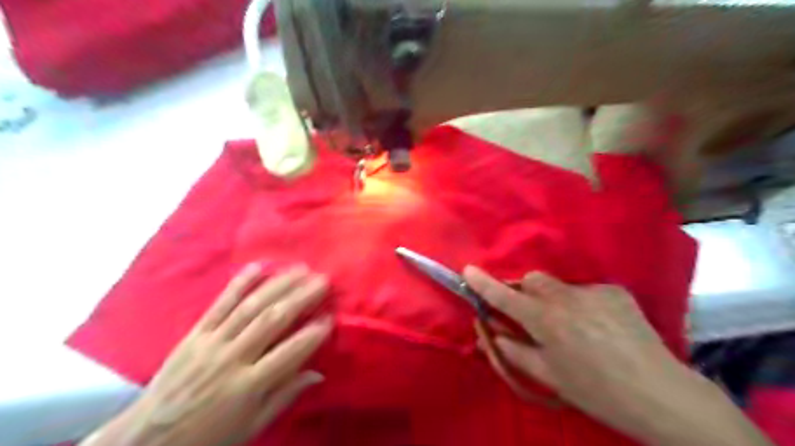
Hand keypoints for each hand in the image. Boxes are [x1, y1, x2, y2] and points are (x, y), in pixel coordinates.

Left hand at [86, 262, 333, 445]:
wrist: (147, 439)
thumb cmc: (208, 436)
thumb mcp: (252, 427)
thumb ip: (285, 396)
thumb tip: (319, 373)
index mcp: (248, 386)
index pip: (289, 353)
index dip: (313, 333)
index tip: (331, 317)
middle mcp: (231, 358)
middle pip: (272, 320)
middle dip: (301, 297)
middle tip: (323, 280)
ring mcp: (211, 342)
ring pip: (250, 306)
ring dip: (278, 284)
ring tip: (301, 269)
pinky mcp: (195, 333)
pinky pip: (219, 304)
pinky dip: (240, 283)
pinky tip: (259, 266)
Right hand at [463, 266, 774, 443]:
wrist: (661, 394)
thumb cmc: (596, 392)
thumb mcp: (548, 376)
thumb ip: (513, 349)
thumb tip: (491, 331)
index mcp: (546, 321)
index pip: (505, 296)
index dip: (484, 283)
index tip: (468, 270)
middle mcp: (566, 298)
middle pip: (532, 279)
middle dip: (525, 292)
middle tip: (532, 315)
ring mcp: (593, 291)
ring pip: (558, 284)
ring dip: (554, 298)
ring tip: (573, 326)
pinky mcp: (614, 290)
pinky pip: (586, 291)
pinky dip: (582, 303)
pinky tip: (600, 326)